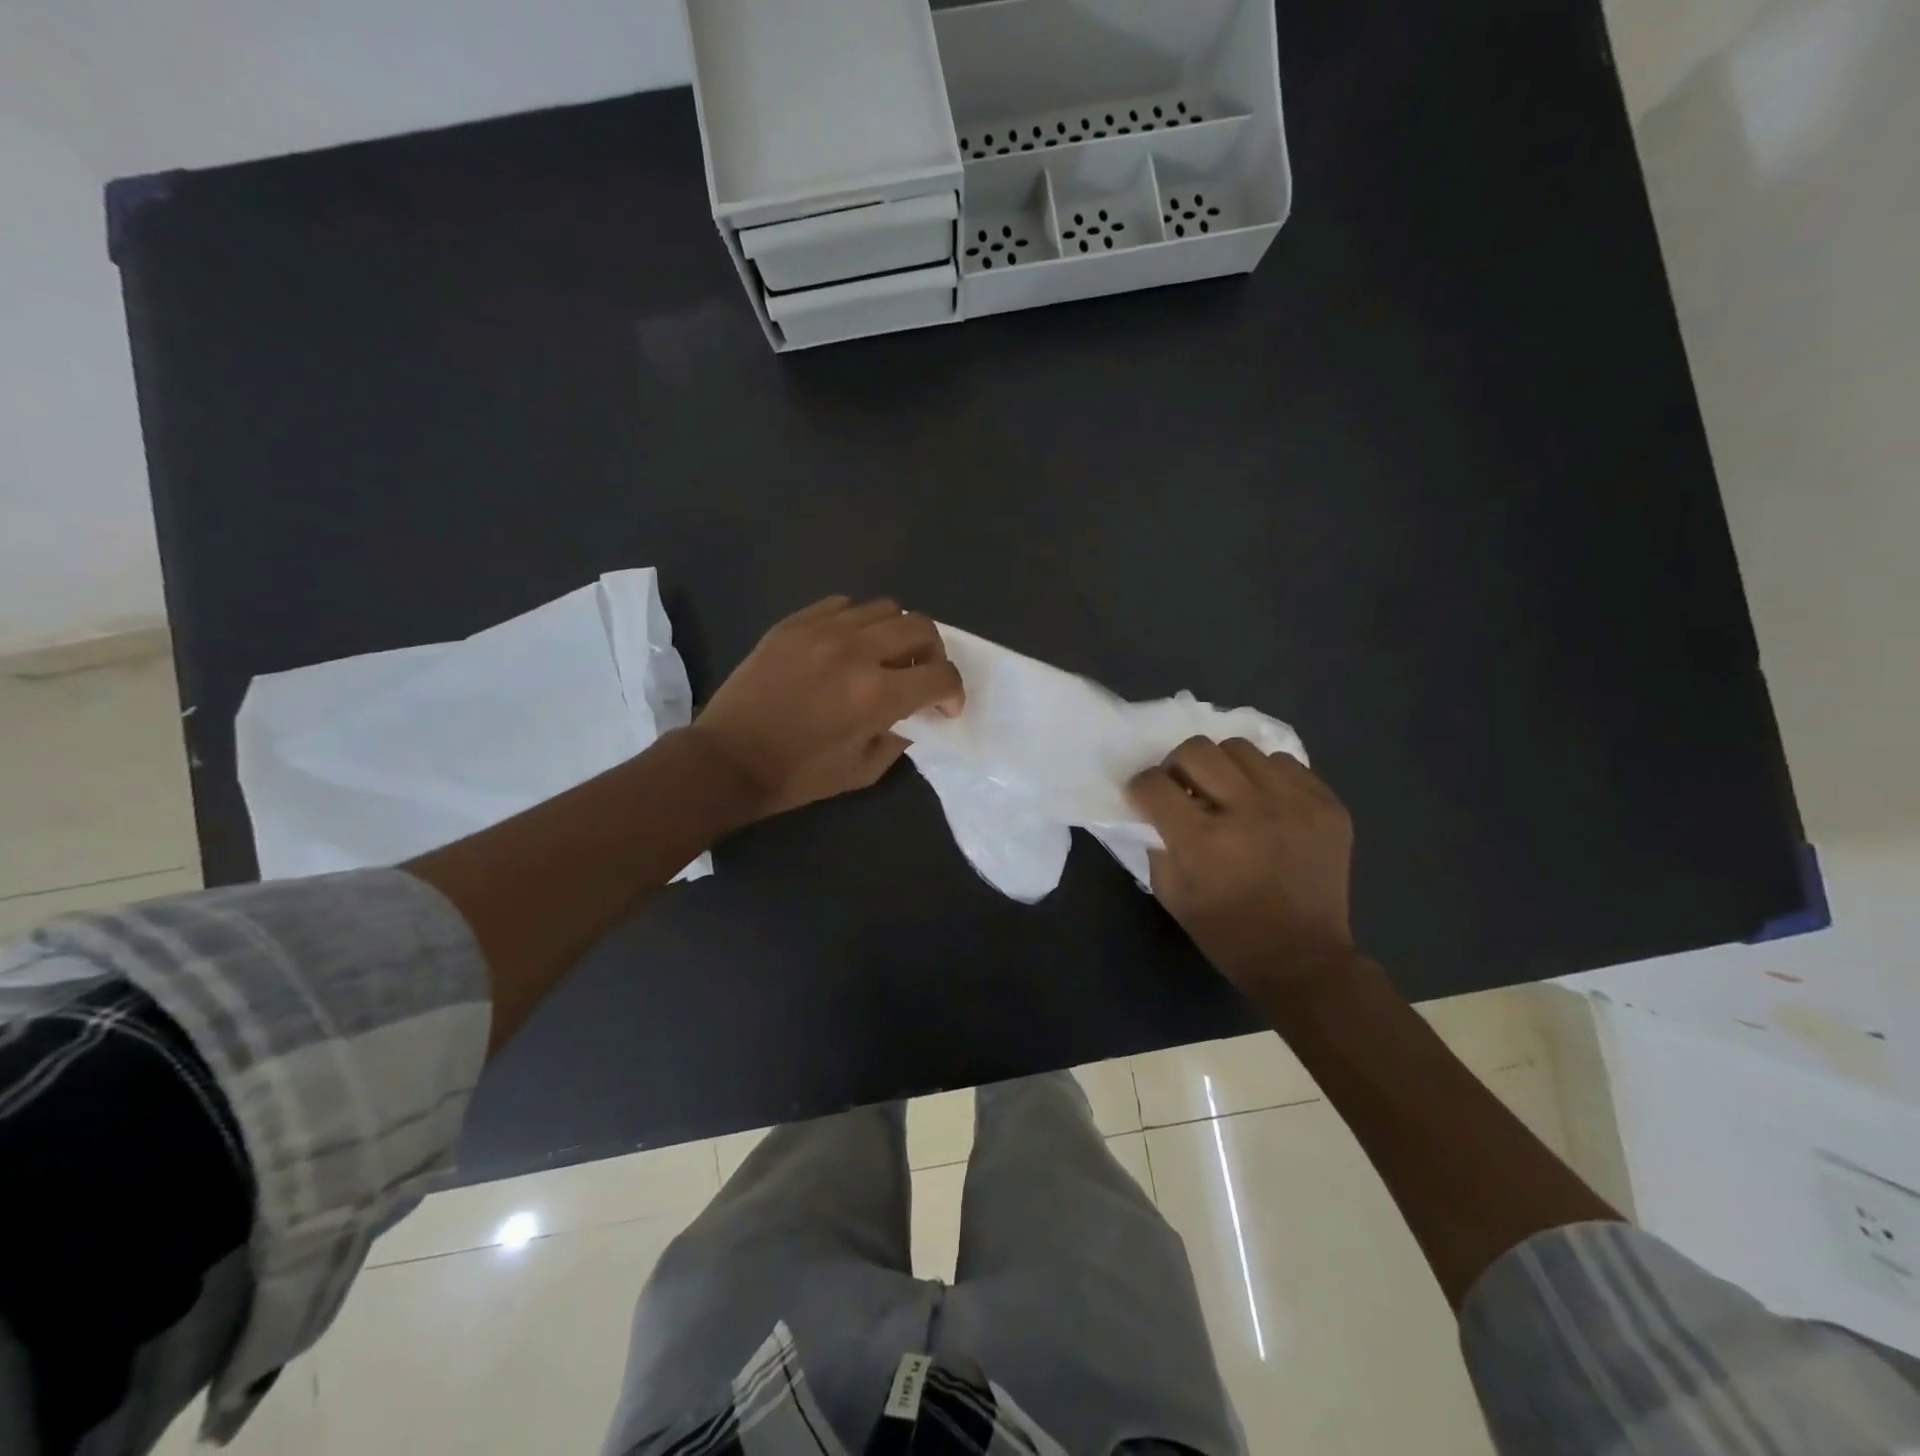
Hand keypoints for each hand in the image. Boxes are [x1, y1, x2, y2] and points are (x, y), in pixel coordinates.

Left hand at [690, 596, 964, 817]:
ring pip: (885, 608)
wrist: (727, 760)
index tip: (945, 708)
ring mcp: (822, 630)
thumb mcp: (863, 771)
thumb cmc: (798, 776)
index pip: (941, 675)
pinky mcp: (793, 623)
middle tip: (921, 676)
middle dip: (935, 653)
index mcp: (877, 695)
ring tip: (883, 657)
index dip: (954, 692)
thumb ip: (899, 738)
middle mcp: (856, 651)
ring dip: (897, 633)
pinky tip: (847, 646)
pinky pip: (842, 605)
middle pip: (921, 627)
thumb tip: (913, 716)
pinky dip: (857, 622)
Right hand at [1128, 738, 1358, 994]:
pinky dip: (1264, 777)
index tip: (1146, 798)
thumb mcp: (1173, 895)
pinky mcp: (1326, 804)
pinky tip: (1265, 804)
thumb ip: (1156, 844)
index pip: (1153, 784)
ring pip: (1240, 748)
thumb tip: (1155, 808)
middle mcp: (1248, 811)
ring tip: (1228, 793)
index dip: (1141, 787)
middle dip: (1177, 766)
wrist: (1305, 960)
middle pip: (1196, 750)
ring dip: (1223, 767)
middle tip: (1184, 789)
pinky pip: (1284, 763)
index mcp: (1203, 841)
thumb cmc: (1228, 934)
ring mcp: (1293, 803)